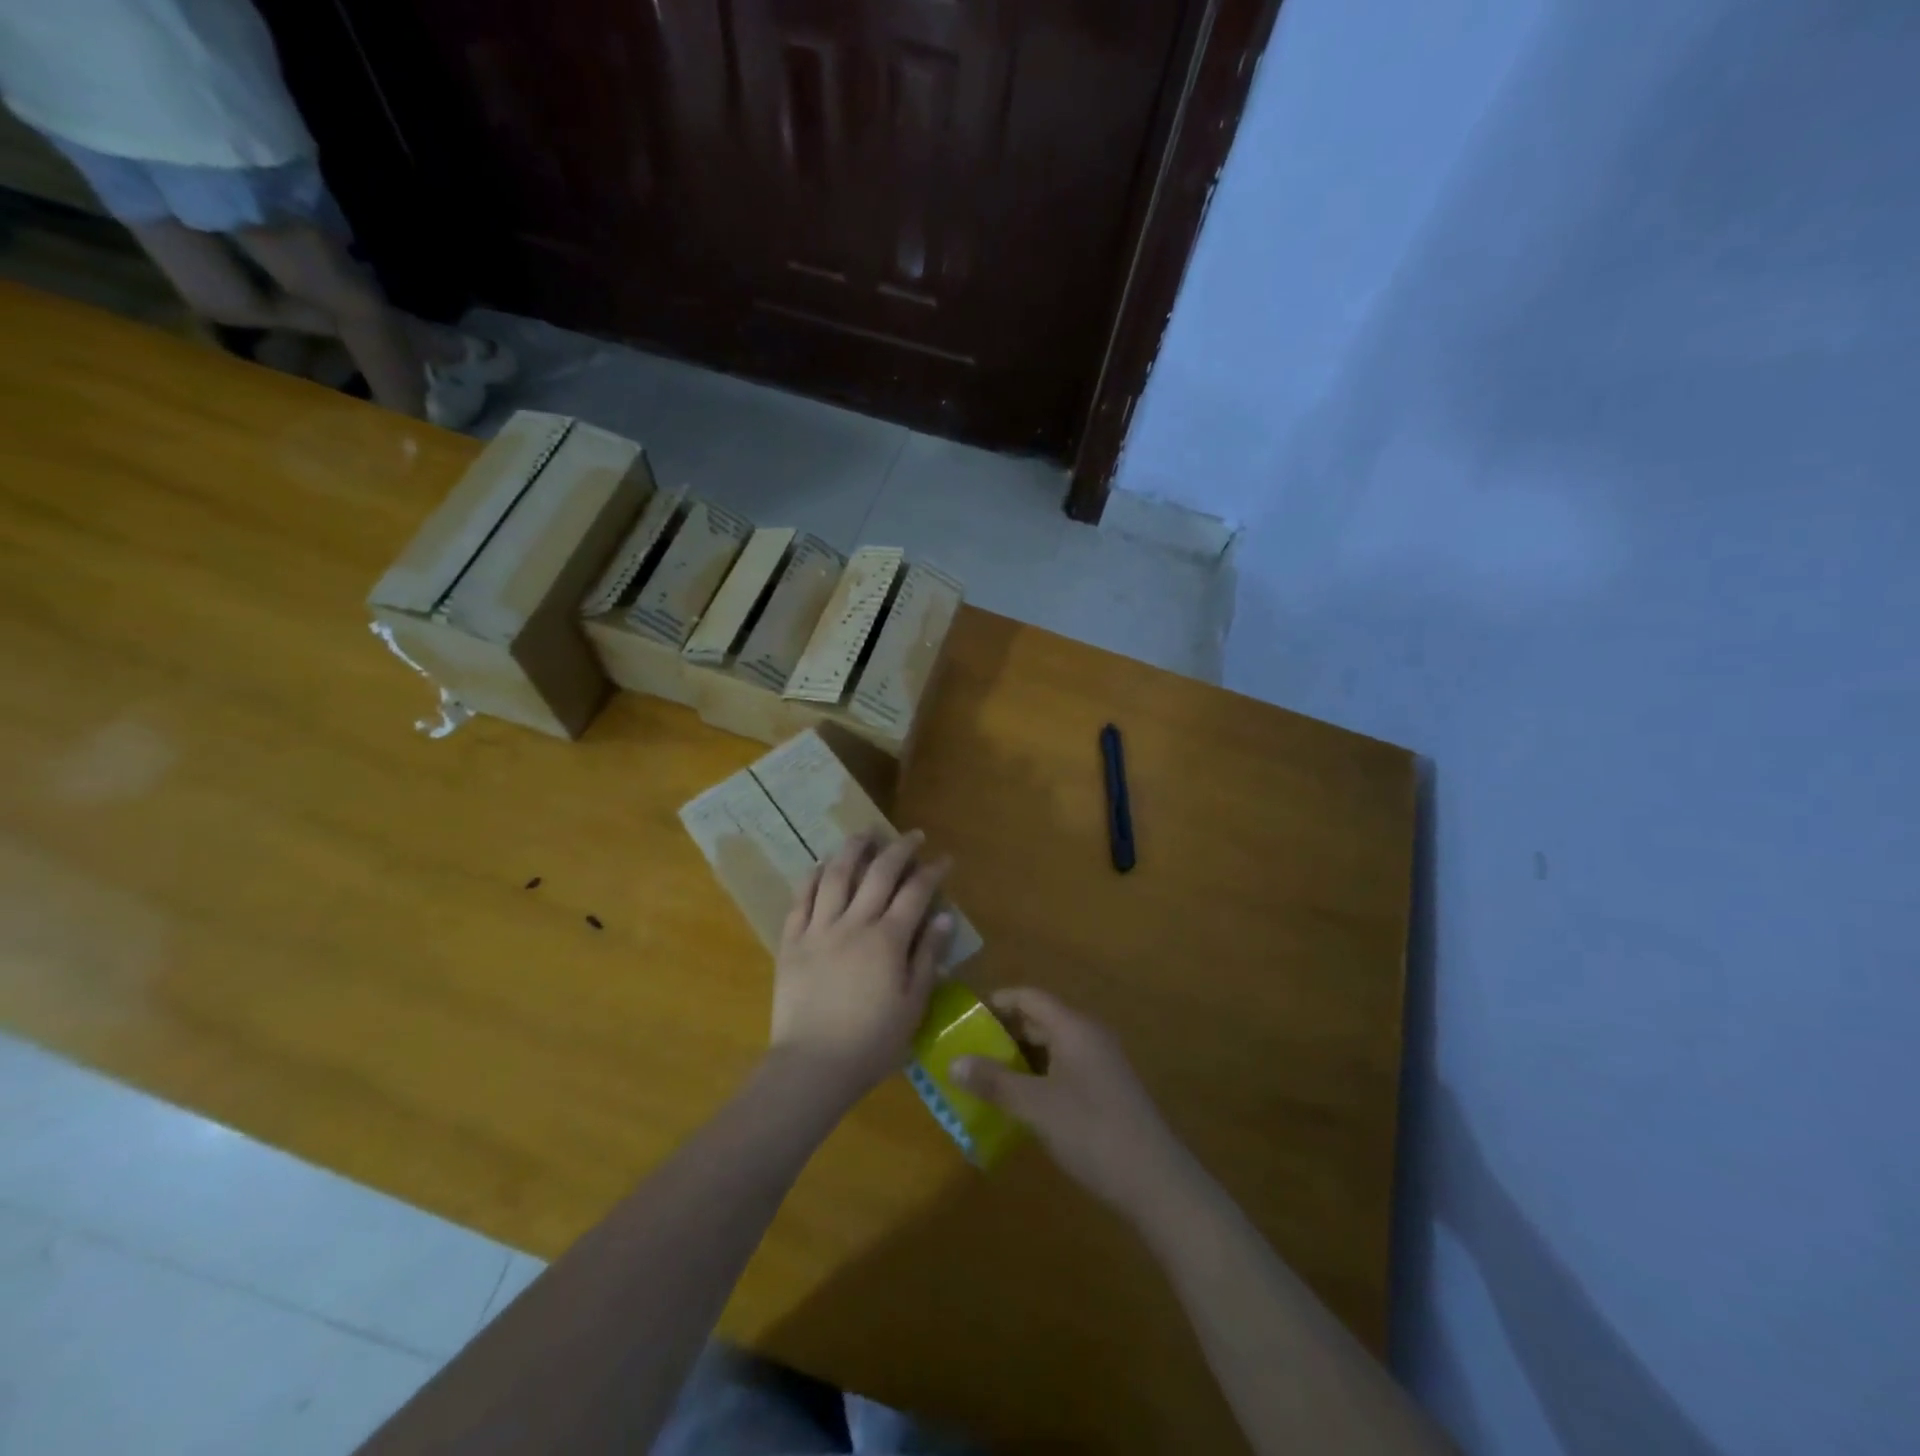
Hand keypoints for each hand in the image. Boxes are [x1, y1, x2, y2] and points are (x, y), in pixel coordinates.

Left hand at [770, 831, 952, 1100]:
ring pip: (836, 875)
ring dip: (853, 849)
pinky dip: (813, 876)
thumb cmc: (872, 1043)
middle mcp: (854, 923)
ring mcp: (819, 929)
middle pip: (879, 874)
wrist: (812, 1067)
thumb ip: (927, 957)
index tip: (943, 858)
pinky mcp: (791, 941)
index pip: (915, 893)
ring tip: (865, 833)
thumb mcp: (913, 1005)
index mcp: (888, 940)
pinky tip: (822, 864)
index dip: (931, 871)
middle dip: (899, 848)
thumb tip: (944, 917)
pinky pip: (801, 899)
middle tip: (912, 835)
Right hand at [951, 989, 1191, 1220]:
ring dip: (1020, 1058)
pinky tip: (1019, 1102)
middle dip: (1004, 1033)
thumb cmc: (1092, 1132)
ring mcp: (1100, 1063)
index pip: (1029, 997)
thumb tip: (953, 1062)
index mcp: (1074, 1027)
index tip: (965, 1018)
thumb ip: (994, 1082)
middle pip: (1040, 1020)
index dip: (997, 1002)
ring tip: (985, 1078)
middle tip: (968, 1052)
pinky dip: (1038, 1077)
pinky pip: (1063, 1068)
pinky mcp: (1106, 1090)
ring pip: (1051, 1047)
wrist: (1156, 1182)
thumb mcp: (1036, 1107)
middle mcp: (1088, 1036)